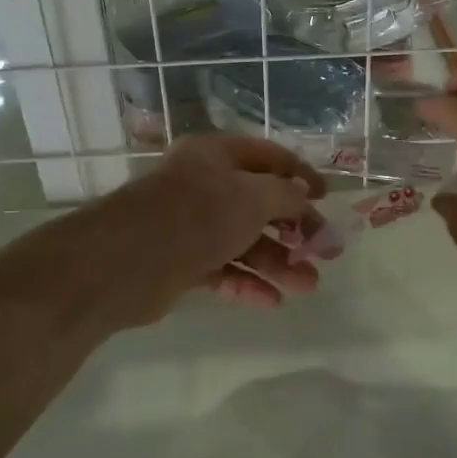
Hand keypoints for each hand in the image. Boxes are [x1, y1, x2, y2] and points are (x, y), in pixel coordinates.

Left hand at [77, 134, 327, 324]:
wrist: (129, 260)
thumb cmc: (199, 213)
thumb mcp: (254, 196)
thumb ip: (287, 195)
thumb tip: (304, 197)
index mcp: (217, 155)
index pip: (269, 158)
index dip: (301, 176)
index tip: (327, 199)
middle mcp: (204, 186)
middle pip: (260, 205)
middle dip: (295, 229)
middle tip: (326, 253)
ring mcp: (191, 226)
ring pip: (244, 241)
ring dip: (278, 262)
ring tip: (308, 286)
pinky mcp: (182, 262)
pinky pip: (223, 269)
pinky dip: (247, 283)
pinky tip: (272, 301)